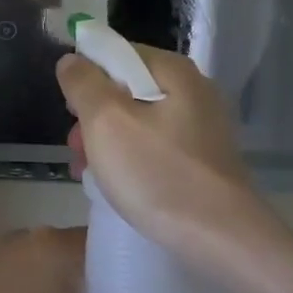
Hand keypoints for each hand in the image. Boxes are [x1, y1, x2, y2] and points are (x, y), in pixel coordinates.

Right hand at [56, 45, 258, 264]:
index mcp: (173, 71)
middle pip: (127, 88)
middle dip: (94, 115)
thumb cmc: (158, 174)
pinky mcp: (205, 159)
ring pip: (139, 120)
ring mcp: (203, 126)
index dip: (86, 76)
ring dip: (108, 141)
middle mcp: (194, 90)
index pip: (116, 53)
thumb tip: (72, 59)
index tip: (70, 110)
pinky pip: (157, 145)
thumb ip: (83, 83)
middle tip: (76, 149)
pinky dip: (133, 158)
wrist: (222, 239)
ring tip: (90, 173)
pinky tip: (120, 185)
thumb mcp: (106, 122)